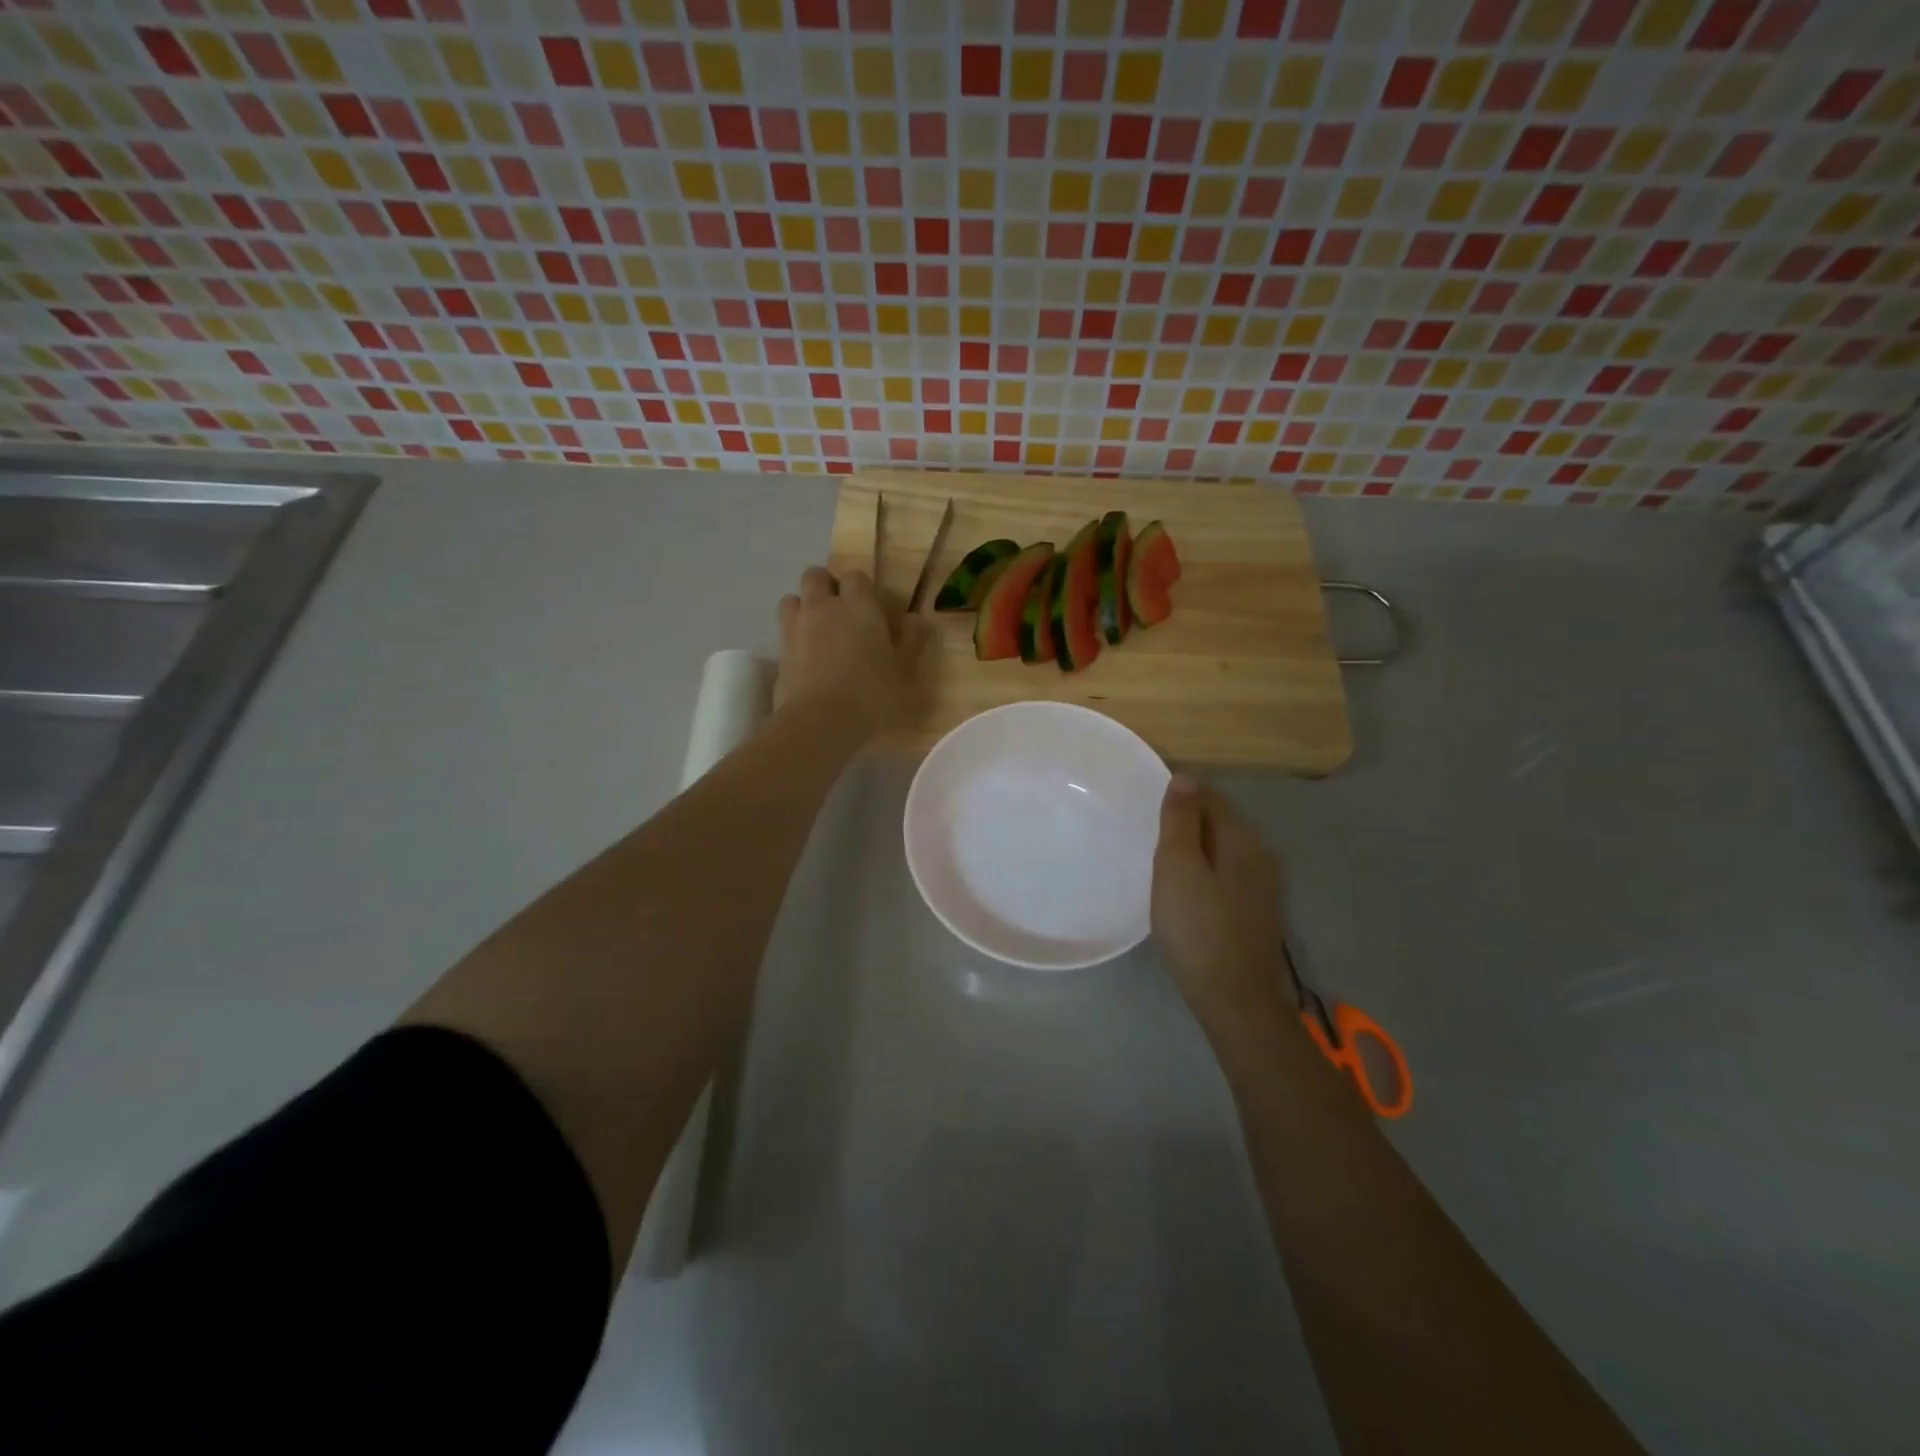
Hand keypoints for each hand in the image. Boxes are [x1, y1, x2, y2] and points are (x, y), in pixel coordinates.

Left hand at [775, 566, 920, 737]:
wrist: (820, 722)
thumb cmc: (871, 695)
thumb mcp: (904, 672)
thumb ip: (911, 641)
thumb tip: (917, 620)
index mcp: (859, 606)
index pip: (855, 576)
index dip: (862, 588)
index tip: (871, 606)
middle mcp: (823, 607)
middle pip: (815, 576)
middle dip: (826, 586)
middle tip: (840, 611)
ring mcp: (796, 627)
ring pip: (792, 598)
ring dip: (804, 606)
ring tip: (817, 629)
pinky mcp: (778, 651)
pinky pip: (783, 630)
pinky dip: (793, 635)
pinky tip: (805, 656)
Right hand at [1151, 776, 1292, 1030]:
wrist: (1235, 999)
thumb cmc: (1198, 928)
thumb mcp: (1177, 867)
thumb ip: (1180, 821)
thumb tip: (1185, 778)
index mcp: (1242, 839)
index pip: (1209, 797)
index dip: (1178, 796)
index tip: (1146, 805)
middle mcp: (1261, 855)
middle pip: (1219, 822)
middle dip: (1186, 821)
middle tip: (1148, 833)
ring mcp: (1263, 887)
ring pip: (1223, 851)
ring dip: (1195, 849)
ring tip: (1161, 861)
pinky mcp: (1257, 913)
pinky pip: (1227, 875)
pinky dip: (1205, 872)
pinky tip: (1185, 891)